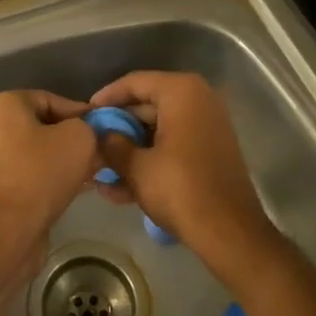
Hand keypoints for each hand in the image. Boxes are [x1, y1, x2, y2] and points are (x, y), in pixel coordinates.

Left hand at [0, 90, 98, 280]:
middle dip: (72, 139)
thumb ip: (90, 128)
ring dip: (62, 161)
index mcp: (4, 105)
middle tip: (98, 152)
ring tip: (90, 173)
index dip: (81, 113)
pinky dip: (48, 178)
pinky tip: (73, 189)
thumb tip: (92, 135)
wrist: (6, 232)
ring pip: (35, 152)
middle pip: (42, 126)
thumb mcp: (79, 139)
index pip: (51, 99)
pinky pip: (26, 174)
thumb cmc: (41, 173)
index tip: (102, 130)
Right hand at [89, 71, 278, 274]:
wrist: (230, 232)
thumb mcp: (137, 167)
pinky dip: (150, 161)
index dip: (106, 97)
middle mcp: (198, 99)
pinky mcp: (210, 150)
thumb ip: (112, 145)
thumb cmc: (180, 190)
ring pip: (158, 130)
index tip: (85, 114)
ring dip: (130, 150)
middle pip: (146, 105)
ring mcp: (207, 125)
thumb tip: (98, 136)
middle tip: (91, 144)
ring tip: (99, 172)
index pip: (135, 82)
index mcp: (181, 92)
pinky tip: (120, 189)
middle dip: (117, 129)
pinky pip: (172, 146)